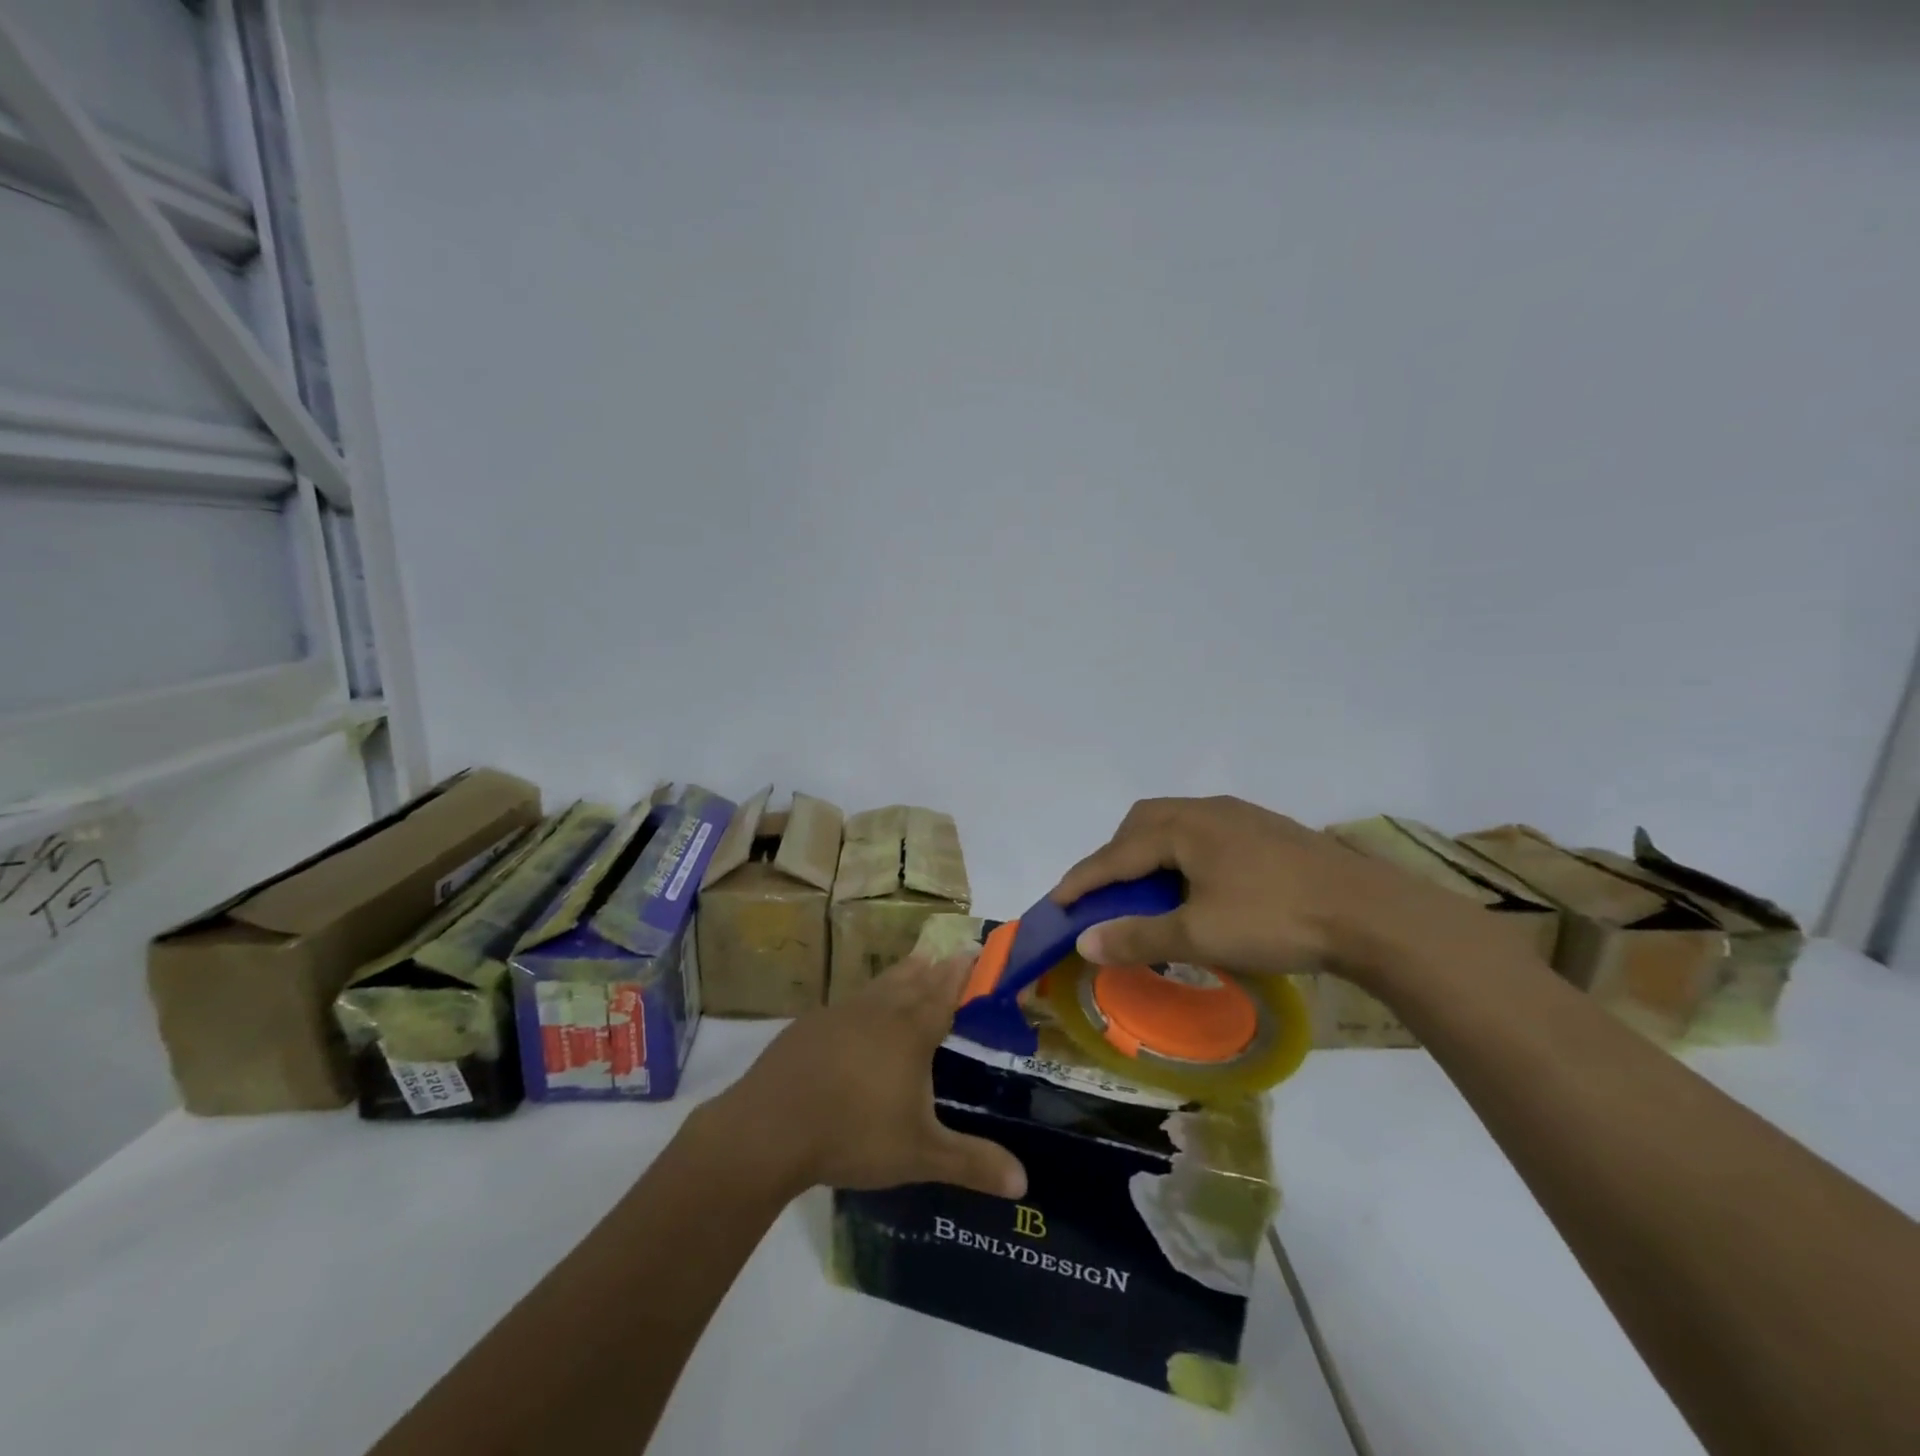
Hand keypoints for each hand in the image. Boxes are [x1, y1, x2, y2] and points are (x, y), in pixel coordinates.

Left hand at [704, 955, 1027, 1201]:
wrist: (770, 1127)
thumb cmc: (854, 1134)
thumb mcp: (920, 1155)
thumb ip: (972, 1163)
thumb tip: (1024, 1182)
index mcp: (910, 1033)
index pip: (944, 993)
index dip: (961, 973)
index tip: (972, 948)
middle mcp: (880, 1013)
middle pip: (913, 980)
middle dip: (934, 967)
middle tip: (948, 952)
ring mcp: (841, 1014)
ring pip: (880, 985)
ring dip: (901, 973)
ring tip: (914, 963)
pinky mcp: (810, 1026)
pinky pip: (849, 1002)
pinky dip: (866, 998)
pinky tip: (859, 1012)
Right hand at [1050, 796, 1490, 992]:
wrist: (1371, 914)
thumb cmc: (1276, 919)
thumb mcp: (1199, 936)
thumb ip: (1138, 937)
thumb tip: (1085, 942)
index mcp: (1184, 827)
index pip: (1117, 854)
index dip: (1084, 880)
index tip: (1056, 902)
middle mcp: (1207, 810)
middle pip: (1142, 824)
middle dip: (1115, 856)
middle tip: (1106, 894)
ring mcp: (1241, 816)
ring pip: (1176, 825)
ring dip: (1150, 854)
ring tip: (1148, 891)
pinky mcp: (1266, 830)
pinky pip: (1204, 834)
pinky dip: (1181, 856)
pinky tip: (1198, 884)